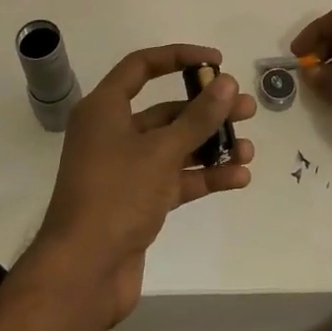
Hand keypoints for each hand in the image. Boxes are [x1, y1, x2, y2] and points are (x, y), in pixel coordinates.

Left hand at [33, 44, 255, 325]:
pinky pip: (176, 179)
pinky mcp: (138, 201)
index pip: (141, 67)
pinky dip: (204, 176)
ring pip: (175, 147)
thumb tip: (227, 83)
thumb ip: (198, 117)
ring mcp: (126, 170)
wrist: (83, 273)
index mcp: (104, 109)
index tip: (216, 61)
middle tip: (246, 108)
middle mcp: (113, 133)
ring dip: (211, 145)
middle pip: (166, 110)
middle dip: (207, 109)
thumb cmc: (116, 196)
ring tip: (248, 148)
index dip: (179, 57)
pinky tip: (238, 177)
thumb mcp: (161, 151)